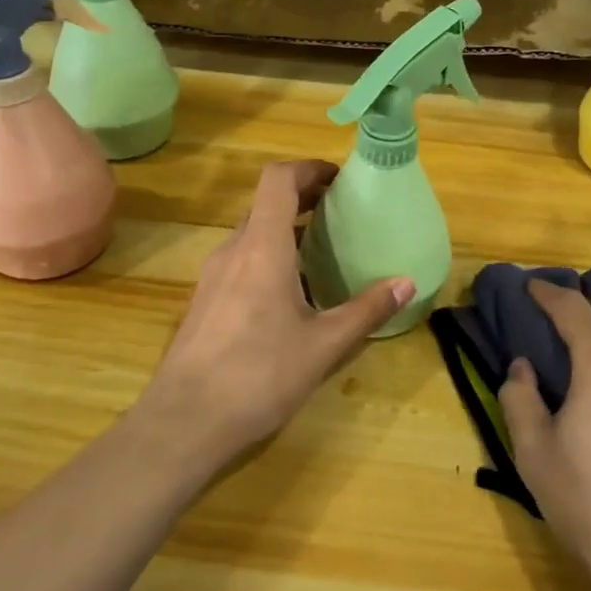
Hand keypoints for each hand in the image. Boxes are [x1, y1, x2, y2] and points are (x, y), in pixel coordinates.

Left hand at [136, 160, 413, 465]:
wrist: (184, 422)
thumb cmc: (259, 375)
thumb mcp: (323, 345)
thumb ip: (366, 310)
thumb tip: (406, 284)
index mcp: (262, 247)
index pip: (278, 180)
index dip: (308, 169)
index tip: (339, 179)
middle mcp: (233, 250)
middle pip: (266, 204)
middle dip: (304, 199)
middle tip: (341, 214)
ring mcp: (212, 276)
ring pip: (252, 234)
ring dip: (286, 231)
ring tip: (322, 252)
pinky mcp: (204, 301)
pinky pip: (241, 261)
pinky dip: (269, 257)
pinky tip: (290, 294)